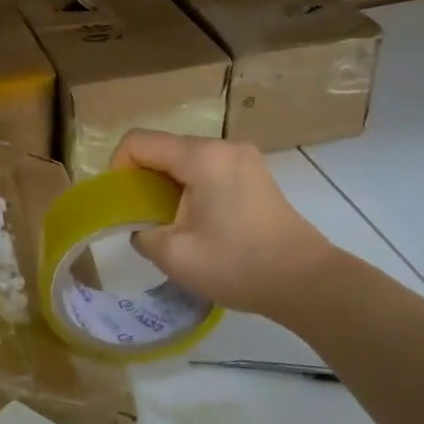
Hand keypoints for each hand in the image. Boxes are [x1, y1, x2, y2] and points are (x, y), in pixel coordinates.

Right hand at [109, 130, 337, 319]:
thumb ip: (142, 233)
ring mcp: (243, 158)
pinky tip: (198, 223)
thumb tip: (142, 227)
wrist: (305, 281)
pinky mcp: (255, 175)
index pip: (139, 141)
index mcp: (201, 157)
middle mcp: (223, 147)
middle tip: (141, 218)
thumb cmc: (237, 264)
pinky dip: (191, 189)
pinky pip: (209, 170)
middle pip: (164, 148)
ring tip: (169, 224)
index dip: (118, 168)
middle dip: (143, 179)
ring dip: (168, 186)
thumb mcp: (174, 255)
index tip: (120, 204)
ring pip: (186, 160)